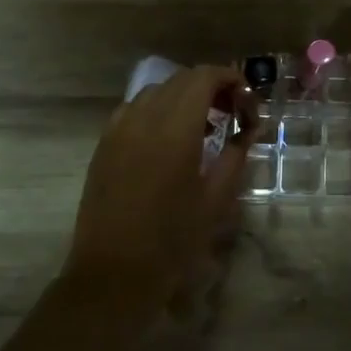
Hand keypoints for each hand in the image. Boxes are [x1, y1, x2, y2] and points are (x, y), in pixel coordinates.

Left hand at [59, 65, 255, 329]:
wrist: (113, 273)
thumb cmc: (172, 241)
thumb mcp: (216, 200)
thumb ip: (235, 155)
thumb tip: (247, 129)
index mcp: (175, 130)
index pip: (203, 77)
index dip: (229, 79)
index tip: (246, 103)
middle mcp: (143, 118)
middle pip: (180, 79)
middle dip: (210, 87)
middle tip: (232, 115)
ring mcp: (118, 129)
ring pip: (156, 91)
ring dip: (183, 97)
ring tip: (202, 127)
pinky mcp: (104, 144)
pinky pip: (134, 110)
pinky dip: (158, 111)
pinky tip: (168, 139)